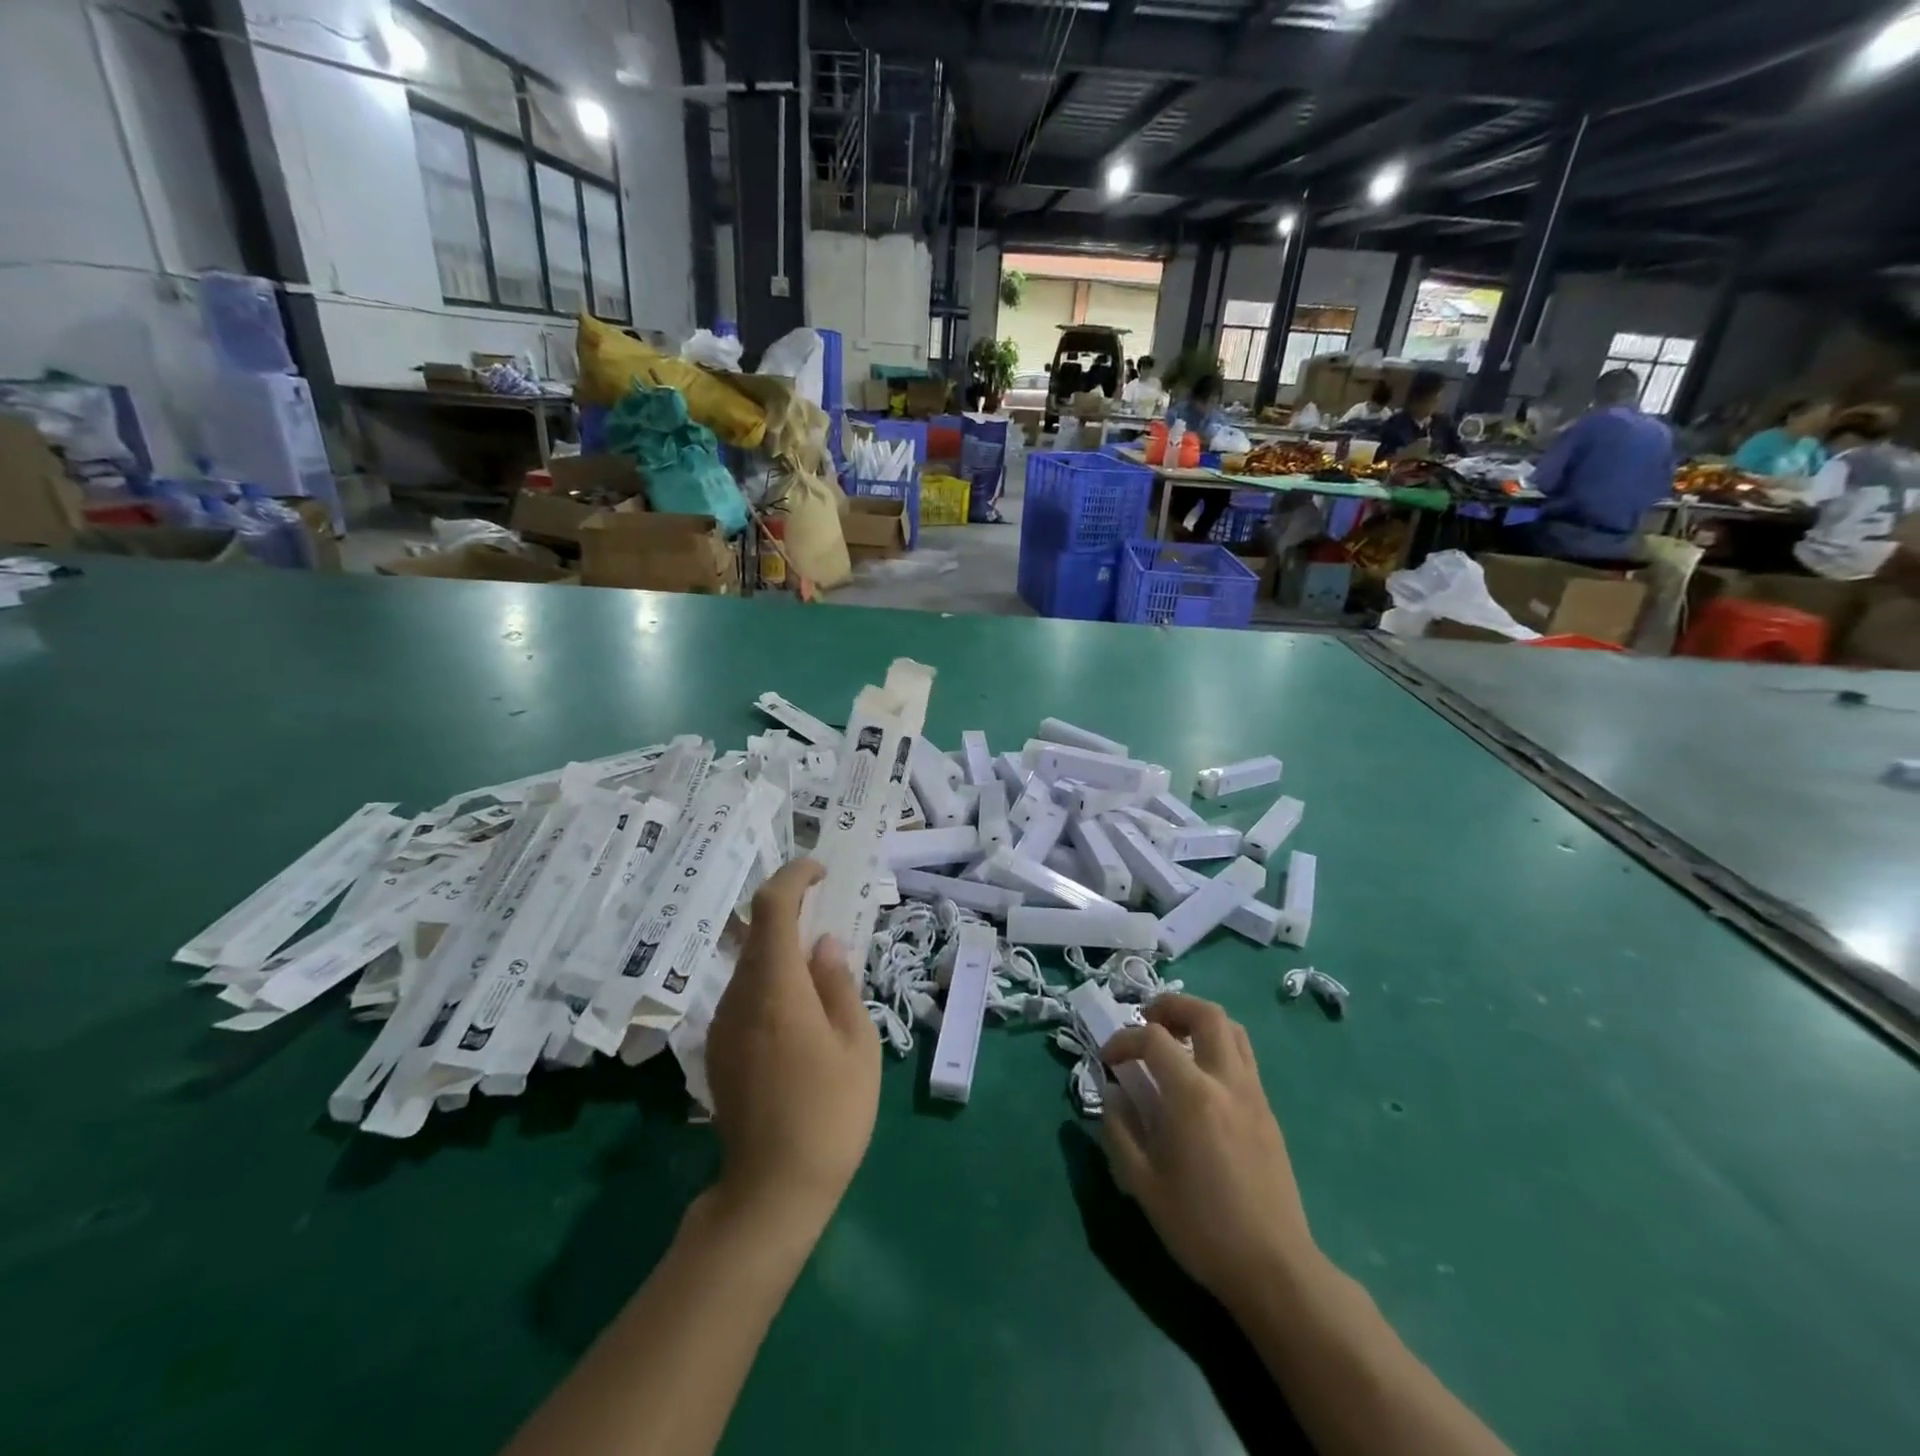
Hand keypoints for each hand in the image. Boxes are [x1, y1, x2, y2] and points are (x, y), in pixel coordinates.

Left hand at [705, 859, 880, 1224]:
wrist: (772, 1192)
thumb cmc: (830, 1114)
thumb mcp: (856, 1044)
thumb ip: (839, 984)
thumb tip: (825, 946)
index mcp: (775, 988)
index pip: (772, 908)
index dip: (793, 877)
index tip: (821, 871)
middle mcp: (738, 997)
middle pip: (756, 933)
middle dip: (791, 915)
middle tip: (831, 924)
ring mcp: (721, 1025)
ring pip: (749, 966)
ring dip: (781, 953)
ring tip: (821, 975)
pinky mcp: (717, 1051)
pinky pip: (744, 996)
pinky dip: (770, 984)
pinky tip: (798, 1016)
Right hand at [1098, 994, 1315, 1302]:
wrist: (1273, 1268)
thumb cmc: (1201, 1227)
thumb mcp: (1143, 1184)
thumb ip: (1120, 1130)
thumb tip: (1112, 1094)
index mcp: (1192, 1095)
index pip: (1153, 1039)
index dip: (1124, 1040)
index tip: (1108, 1060)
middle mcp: (1227, 1082)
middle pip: (1206, 1014)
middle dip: (1172, 1006)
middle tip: (1147, 1020)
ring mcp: (1253, 1094)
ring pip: (1233, 1030)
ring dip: (1200, 1021)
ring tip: (1175, 1039)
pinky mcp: (1268, 1112)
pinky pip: (1244, 1058)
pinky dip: (1218, 1047)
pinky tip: (1199, 1078)